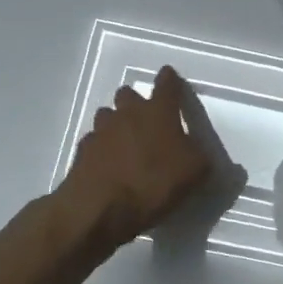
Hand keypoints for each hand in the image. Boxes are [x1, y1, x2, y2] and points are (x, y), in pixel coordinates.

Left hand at [59, 67, 214, 251]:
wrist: (101, 209)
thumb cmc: (155, 183)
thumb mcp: (195, 171)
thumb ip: (200, 155)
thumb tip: (198, 151)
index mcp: (159, 112)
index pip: (167, 85)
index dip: (170, 79)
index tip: (169, 74)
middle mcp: (127, 114)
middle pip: (128, 94)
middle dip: (137, 101)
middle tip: (147, 117)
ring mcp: (100, 131)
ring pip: (107, 115)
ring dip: (117, 122)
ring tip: (126, 140)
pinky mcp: (82, 152)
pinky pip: (94, 140)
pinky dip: (102, 147)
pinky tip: (109, 162)